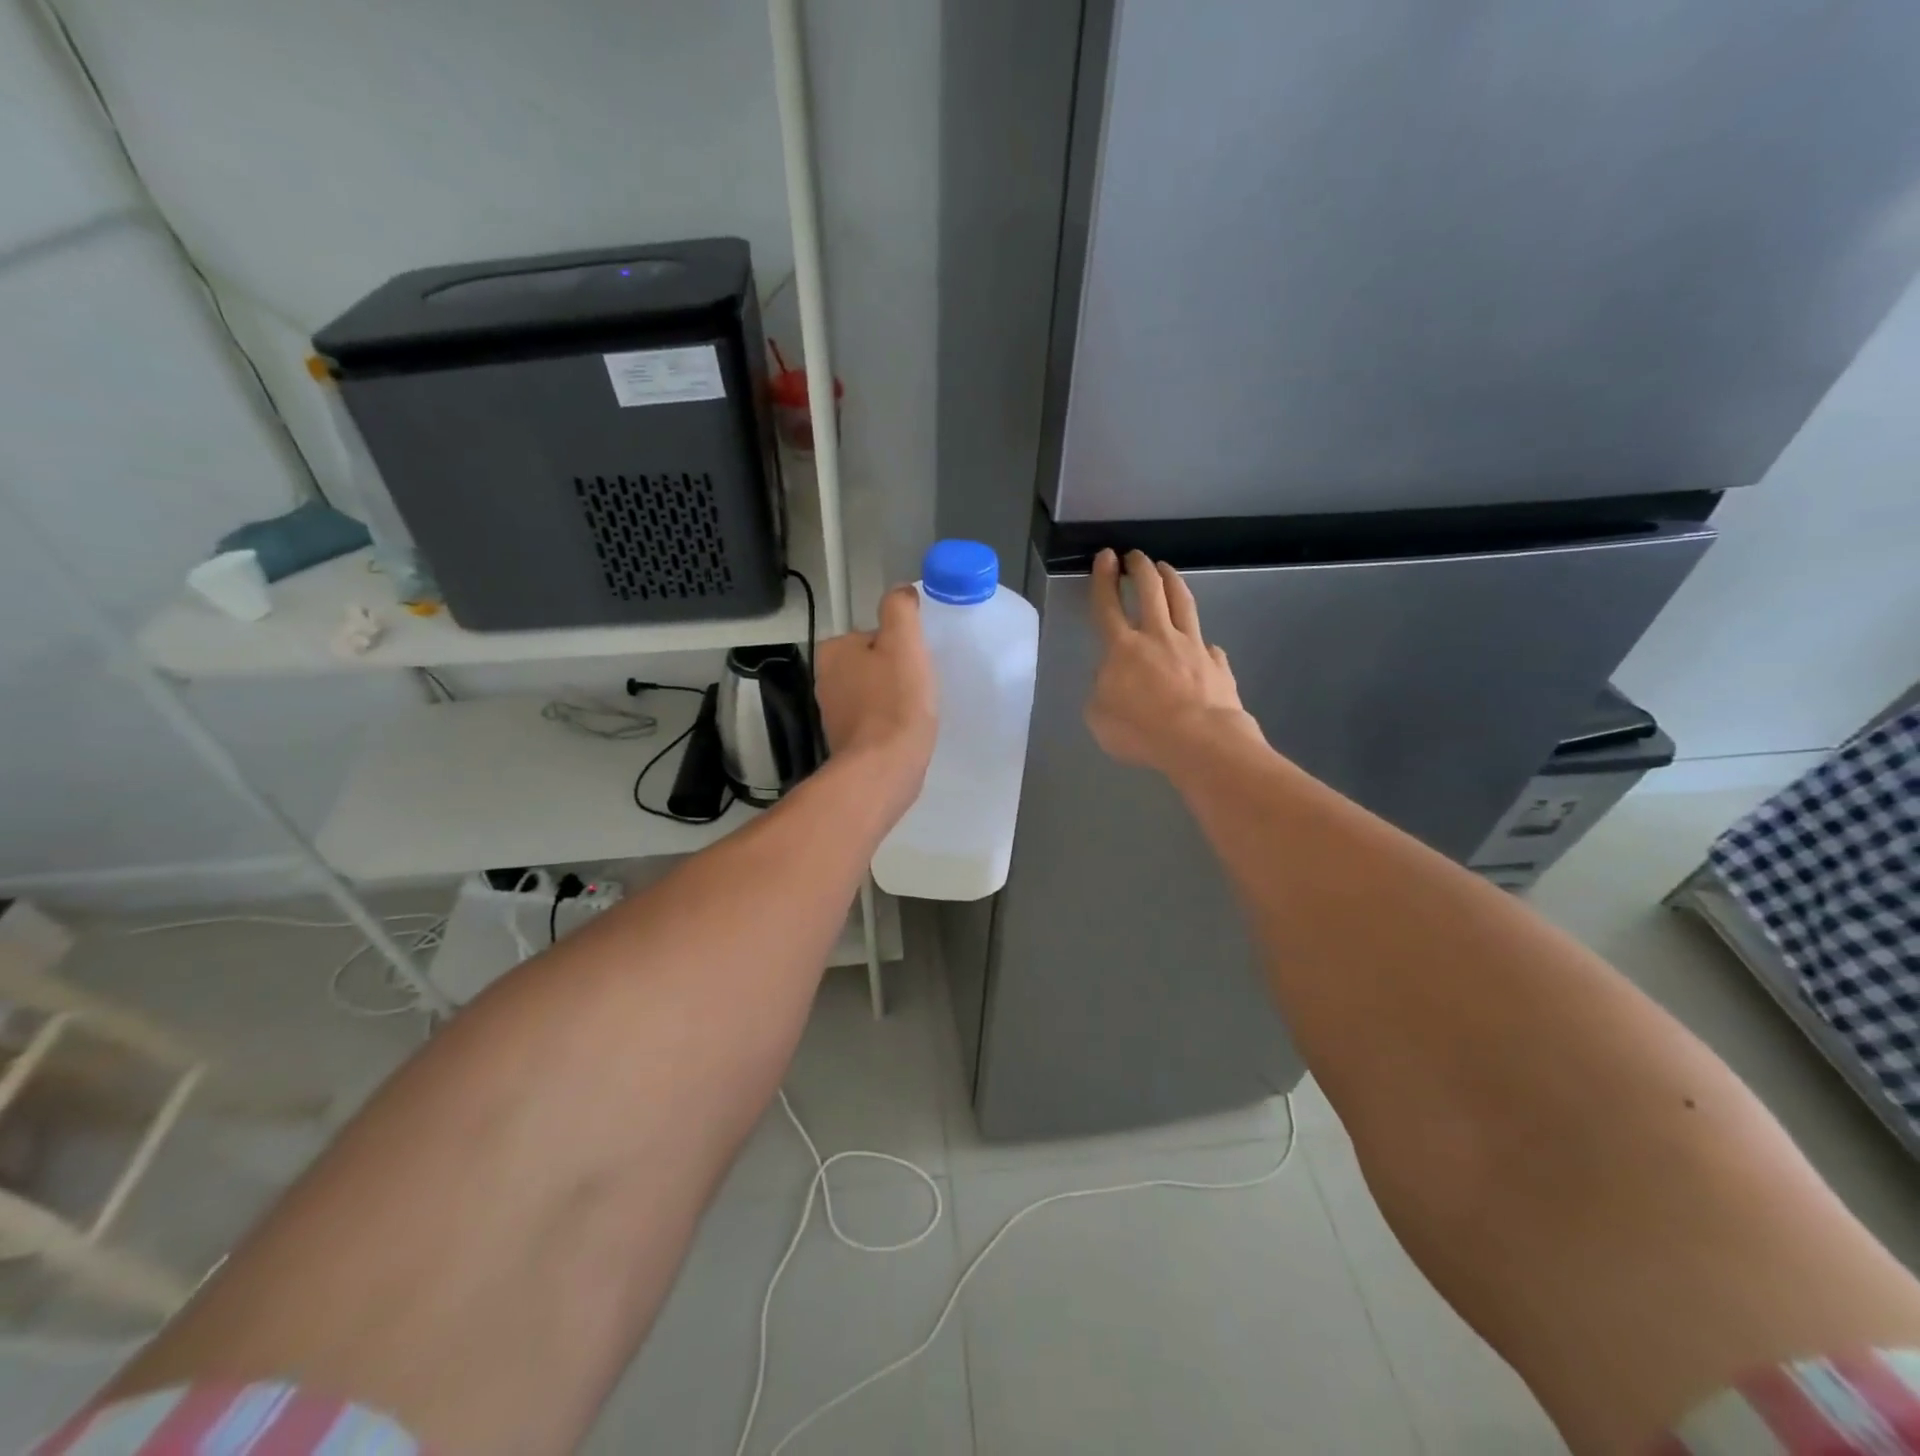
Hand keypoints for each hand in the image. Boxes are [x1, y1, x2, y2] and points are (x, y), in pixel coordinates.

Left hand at [814, 584, 938, 808]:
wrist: (884, 768)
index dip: (902, 646)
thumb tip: (901, 592)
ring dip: (895, 698)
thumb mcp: (903, 642)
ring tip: (916, 711)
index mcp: (833, 650)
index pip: (874, 635)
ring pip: (874, 692)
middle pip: (874, 663)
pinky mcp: (846, 741)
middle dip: (897, 673)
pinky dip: (889, 722)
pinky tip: (906, 731)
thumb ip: (900, 609)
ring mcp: (833, 713)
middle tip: (920, 687)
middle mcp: (825, 679)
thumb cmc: (896, 702)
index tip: (917, 664)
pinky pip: (874, 720)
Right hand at [1085, 548, 1261, 773]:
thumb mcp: (1099, 717)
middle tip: (1135, 556)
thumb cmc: (1141, 731)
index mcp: (1123, 648)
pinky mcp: (1217, 663)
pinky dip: (1202, 642)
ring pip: (1182, 603)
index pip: (1108, 605)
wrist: (1200, 741)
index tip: (1105, 556)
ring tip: (1166, 569)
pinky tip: (1203, 645)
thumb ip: (1101, 691)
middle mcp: (1158, 637)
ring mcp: (1192, 646)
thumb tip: (1112, 677)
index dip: (1104, 579)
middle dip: (1140, 568)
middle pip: (1150, 590)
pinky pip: (1208, 646)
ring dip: (1172, 581)